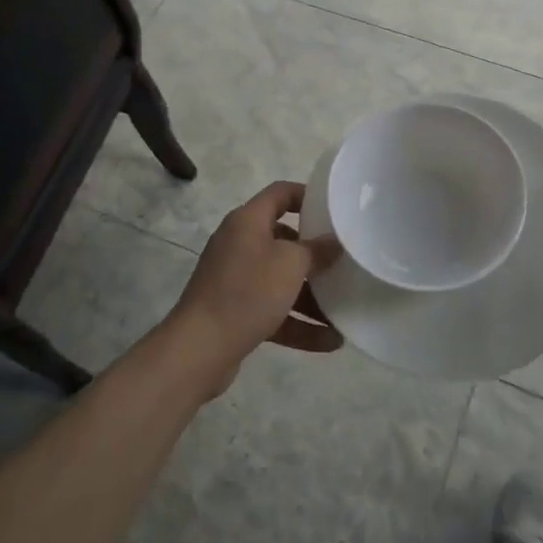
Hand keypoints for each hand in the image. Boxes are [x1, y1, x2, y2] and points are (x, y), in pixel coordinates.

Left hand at [163, 181, 343, 398]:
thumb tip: (332, 242)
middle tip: (342, 261)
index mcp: (247, 221)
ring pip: (280, 280)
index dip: (307, 195)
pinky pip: (273, 310)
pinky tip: (330, 341)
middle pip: (283, 239)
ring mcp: (235, 279)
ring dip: (311, 296)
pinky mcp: (235, 312)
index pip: (280, 193)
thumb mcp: (290, 264)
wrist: (199, 349)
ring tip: (343, 311)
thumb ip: (316, 250)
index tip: (335, 209)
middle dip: (314, 255)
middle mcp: (239, 244)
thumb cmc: (248, 291)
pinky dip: (298, 323)